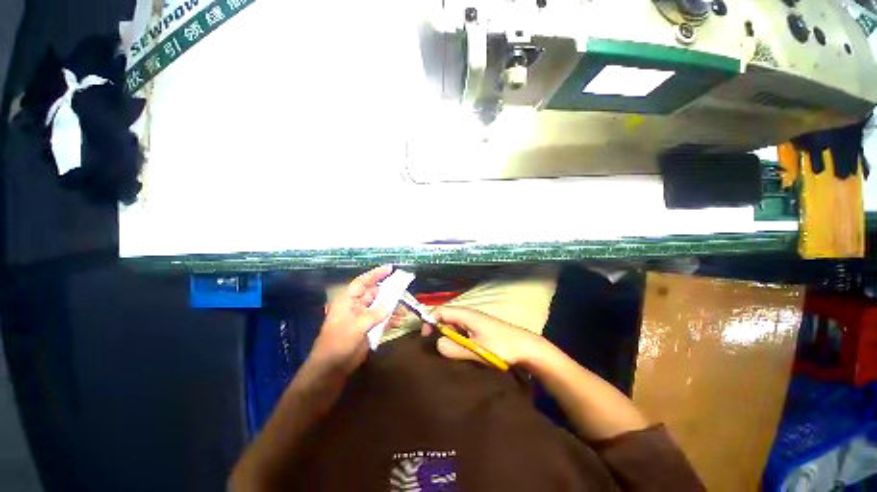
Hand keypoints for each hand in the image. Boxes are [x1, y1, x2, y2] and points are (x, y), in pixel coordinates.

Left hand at [310, 266, 393, 374]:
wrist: (331, 369)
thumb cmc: (338, 344)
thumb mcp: (356, 327)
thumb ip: (374, 314)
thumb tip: (390, 304)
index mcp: (348, 301)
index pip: (362, 282)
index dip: (375, 274)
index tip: (390, 269)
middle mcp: (356, 306)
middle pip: (374, 293)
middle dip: (388, 291)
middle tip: (403, 288)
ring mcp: (363, 317)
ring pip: (380, 306)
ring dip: (392, 306)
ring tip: (404, 309)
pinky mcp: (368, 328)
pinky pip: (382, 319)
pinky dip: (391, 319)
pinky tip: (399, 321)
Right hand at [424, 307, 547, 366]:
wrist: (526, 347)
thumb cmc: (502, 346)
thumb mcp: (477, 349)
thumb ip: (455, 348)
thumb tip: (437, 345)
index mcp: (466, 314)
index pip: (440, 311)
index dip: (429, 321)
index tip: (426, 338)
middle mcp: (468, 314)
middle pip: (445, 316)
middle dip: (437, 329)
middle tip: (436, 347)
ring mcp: (474, 321)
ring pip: (453, 324)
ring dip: (447, 335)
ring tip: (447, 350)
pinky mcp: (479, 329)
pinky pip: (461, 330)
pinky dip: (456, 338)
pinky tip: (459, 350)